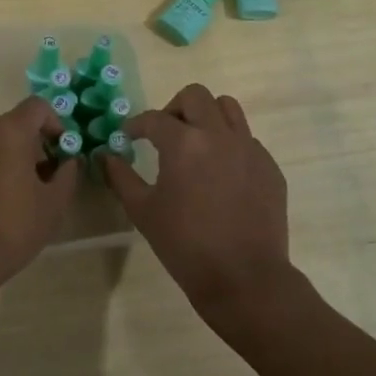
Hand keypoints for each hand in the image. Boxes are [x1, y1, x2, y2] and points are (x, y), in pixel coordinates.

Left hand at [0, 96, 79, 302]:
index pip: (37, 106)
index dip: (55, 123)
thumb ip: (67, 174)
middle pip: (13, 126)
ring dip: (8, 161)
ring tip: (17, 197)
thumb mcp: (54, 203)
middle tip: (43, 179)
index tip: (61, 151)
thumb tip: (69, 161)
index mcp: (9, 132)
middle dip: (32, 146)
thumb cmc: (13, 227)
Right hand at [103, 84, 294, 324]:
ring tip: (196, 143)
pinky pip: (247, 139)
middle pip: (196, 96)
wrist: (244, 279)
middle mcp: (219, 135)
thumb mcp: (143, 211)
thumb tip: (106, 156)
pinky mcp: (269, 166)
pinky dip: (229, 144)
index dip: (136, 125)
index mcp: (185, 143)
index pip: (154, 118)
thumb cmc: (186, 245)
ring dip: (206, 116)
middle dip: (174, 108)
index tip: (128, 137)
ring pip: (228, 108)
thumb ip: (121, 177)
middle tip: (164, 134)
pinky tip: (220, 175)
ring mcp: (249, 148)